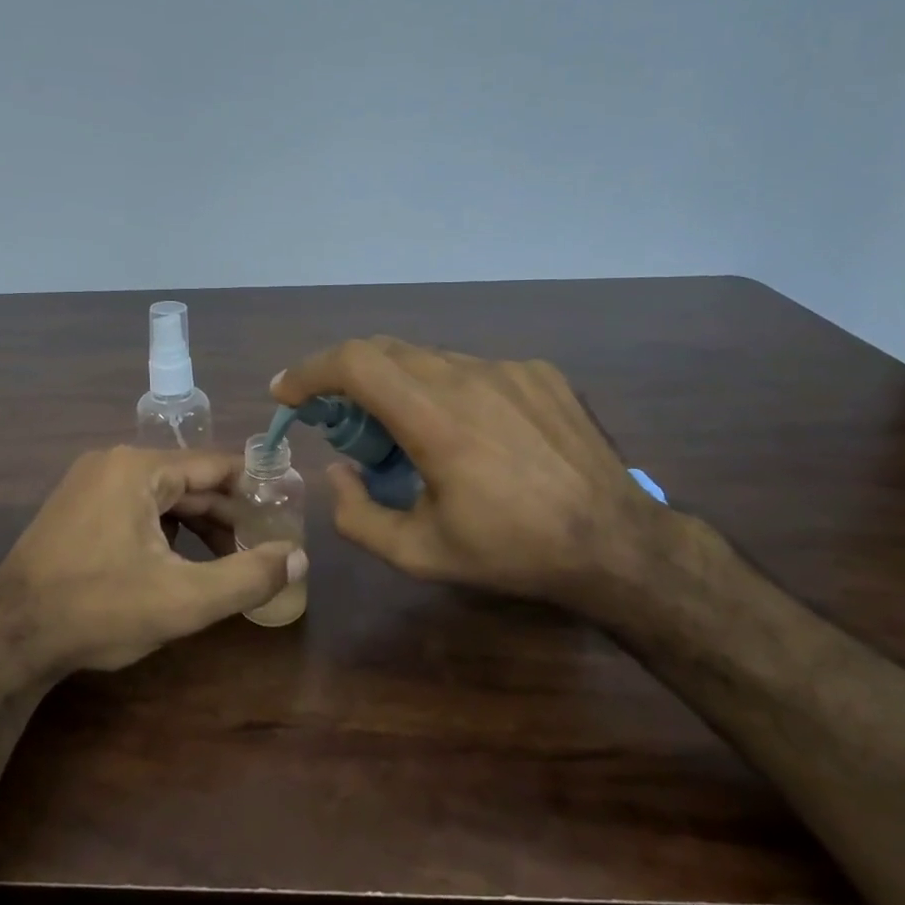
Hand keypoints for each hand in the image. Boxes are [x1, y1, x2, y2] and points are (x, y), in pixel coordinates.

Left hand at [0, 446, 306, 675]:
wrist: (9, 637)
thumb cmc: (99, 609)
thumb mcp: (184, 600)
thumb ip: (248, 577)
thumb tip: (298, 557)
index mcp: (139, 468)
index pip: (216, 465)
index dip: (255, 490)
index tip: (283, 516)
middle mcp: (112, 463)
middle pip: (188, 483)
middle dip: (226, 516)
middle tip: (259, 549)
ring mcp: (88, 484)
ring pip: (161, 498)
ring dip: (196, 526)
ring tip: (226, 562)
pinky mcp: (75, 508)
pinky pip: (134, 508)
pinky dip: (163, 531)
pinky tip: (177, 564)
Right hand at [271, 338, 672, 618]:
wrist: (618, 543)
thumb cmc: (512, 552)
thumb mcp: (420, 554)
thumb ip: (358, 515)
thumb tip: (337, 470)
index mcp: (437, 422)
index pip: (354, 363)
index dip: (309, 370)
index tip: (287, 394)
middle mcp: (469, 378)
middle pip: (383, 350)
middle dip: (345, 378)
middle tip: (340, 420)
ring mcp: (509, 369)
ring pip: (428, 359)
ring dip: (397, 385)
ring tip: (408, 433)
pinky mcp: (538, 372)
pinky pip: (472, 368)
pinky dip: (446, 390)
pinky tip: (470, 432)